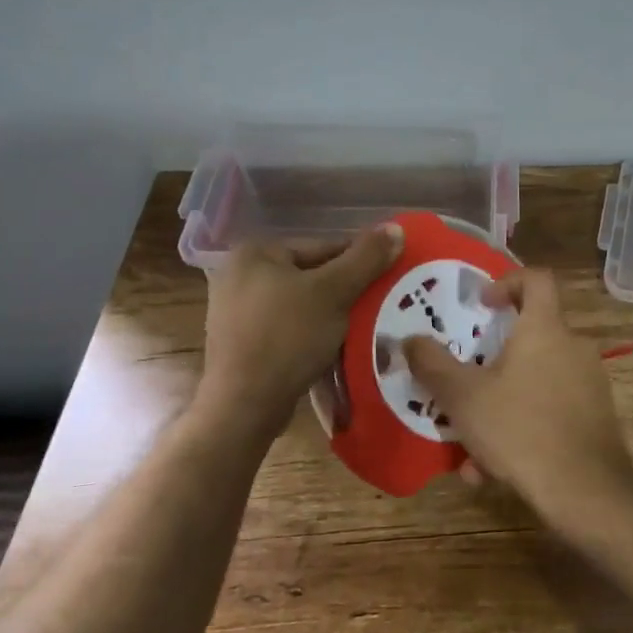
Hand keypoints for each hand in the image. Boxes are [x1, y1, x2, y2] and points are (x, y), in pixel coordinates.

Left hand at [198, 226, 403, 434]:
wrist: (244, 406)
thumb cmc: (288, 337)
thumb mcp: (334, 292)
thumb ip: (366, 258)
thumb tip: (397, 227)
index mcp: (256, 252)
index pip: (324, 247)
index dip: (360, 263)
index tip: (388, 280)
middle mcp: (239, 274)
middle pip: (311, 275)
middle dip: (345, 292)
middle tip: (379, 307)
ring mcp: (236, 310)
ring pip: (301, 304)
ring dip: (331, 315)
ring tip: (361, 330)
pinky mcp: (240, 342)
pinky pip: (287, 328)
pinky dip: (311, 334)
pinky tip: (333, 349)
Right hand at [402, 270, 632, 520]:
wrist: (585, 491)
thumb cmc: (520, 429)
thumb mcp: (463, 397)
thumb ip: (432, 364)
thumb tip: (409, 340)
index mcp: (545, 329)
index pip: (536, 279)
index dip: (507, 281)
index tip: (482, 305)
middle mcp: (573, 347)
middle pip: (531, 336)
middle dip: (493, 360)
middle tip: (465, 381)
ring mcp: (589, 382)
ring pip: (535, 381)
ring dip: (501, 404)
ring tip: (469, 446)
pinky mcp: (596, 416)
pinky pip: (550, 410)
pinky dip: (522, 428)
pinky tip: (494, 470)